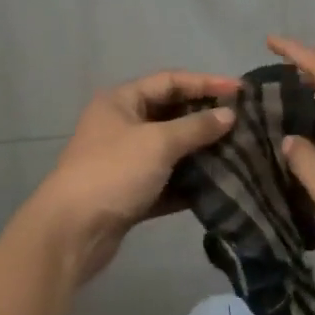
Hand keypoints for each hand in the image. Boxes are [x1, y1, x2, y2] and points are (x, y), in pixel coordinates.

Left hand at [29, 70, 238, 283]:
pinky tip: (217, 184)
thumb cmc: (114, 172)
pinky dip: (188, 181)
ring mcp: (124, 160)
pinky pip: (166, 180)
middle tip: (242, 122)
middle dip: (205, 118)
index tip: (240, 90)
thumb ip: (196, 127)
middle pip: (171, 113)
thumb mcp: (158, 143)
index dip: (206, 82)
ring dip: (200, 151)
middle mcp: (121, 125)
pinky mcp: (130, 193)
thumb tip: (229, 115)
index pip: (170, 81)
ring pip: (170, 149)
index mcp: (121, 101)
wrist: (72, 233)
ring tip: (237, 152)